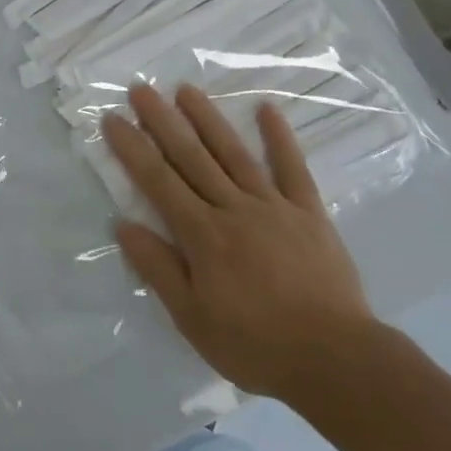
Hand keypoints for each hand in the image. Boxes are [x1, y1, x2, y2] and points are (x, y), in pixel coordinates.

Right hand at [104, 83, 377, 408]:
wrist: (338, 361)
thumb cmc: (257, 346)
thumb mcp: (194, 320)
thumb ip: (159, 269)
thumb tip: (124, 225)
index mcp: (203, 235)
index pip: (158, 181)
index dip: (133, 148)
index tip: (112, 118)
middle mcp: (233, 208)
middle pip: (191, 156)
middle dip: (162, 120)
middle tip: (140, 88)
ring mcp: (273, 205)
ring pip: (233, 152)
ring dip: (207, 118)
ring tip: (185, 88)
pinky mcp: (308, 212)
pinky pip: (292, 168)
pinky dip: (280, 138)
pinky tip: (268, 108)